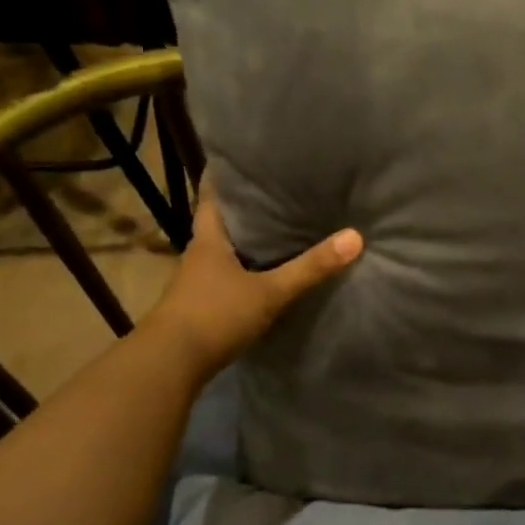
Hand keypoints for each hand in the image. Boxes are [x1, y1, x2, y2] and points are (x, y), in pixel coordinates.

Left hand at [149, 179, 361, 382]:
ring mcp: (197, 283)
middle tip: (278, 190)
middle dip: (245, 208)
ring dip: (246, 241)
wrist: (170, 365)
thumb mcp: (269, 292)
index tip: (244, 159)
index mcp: (208, 240)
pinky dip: (245, 270)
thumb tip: (355, 237)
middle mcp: (199, 255)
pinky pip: (227, 278)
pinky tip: (266, 274)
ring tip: (280, 228)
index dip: (225, 176)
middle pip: (221, 222)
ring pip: (224, 251)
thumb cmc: (215, 315)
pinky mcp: (201, 307)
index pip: (212, 196)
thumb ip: (310, 268)